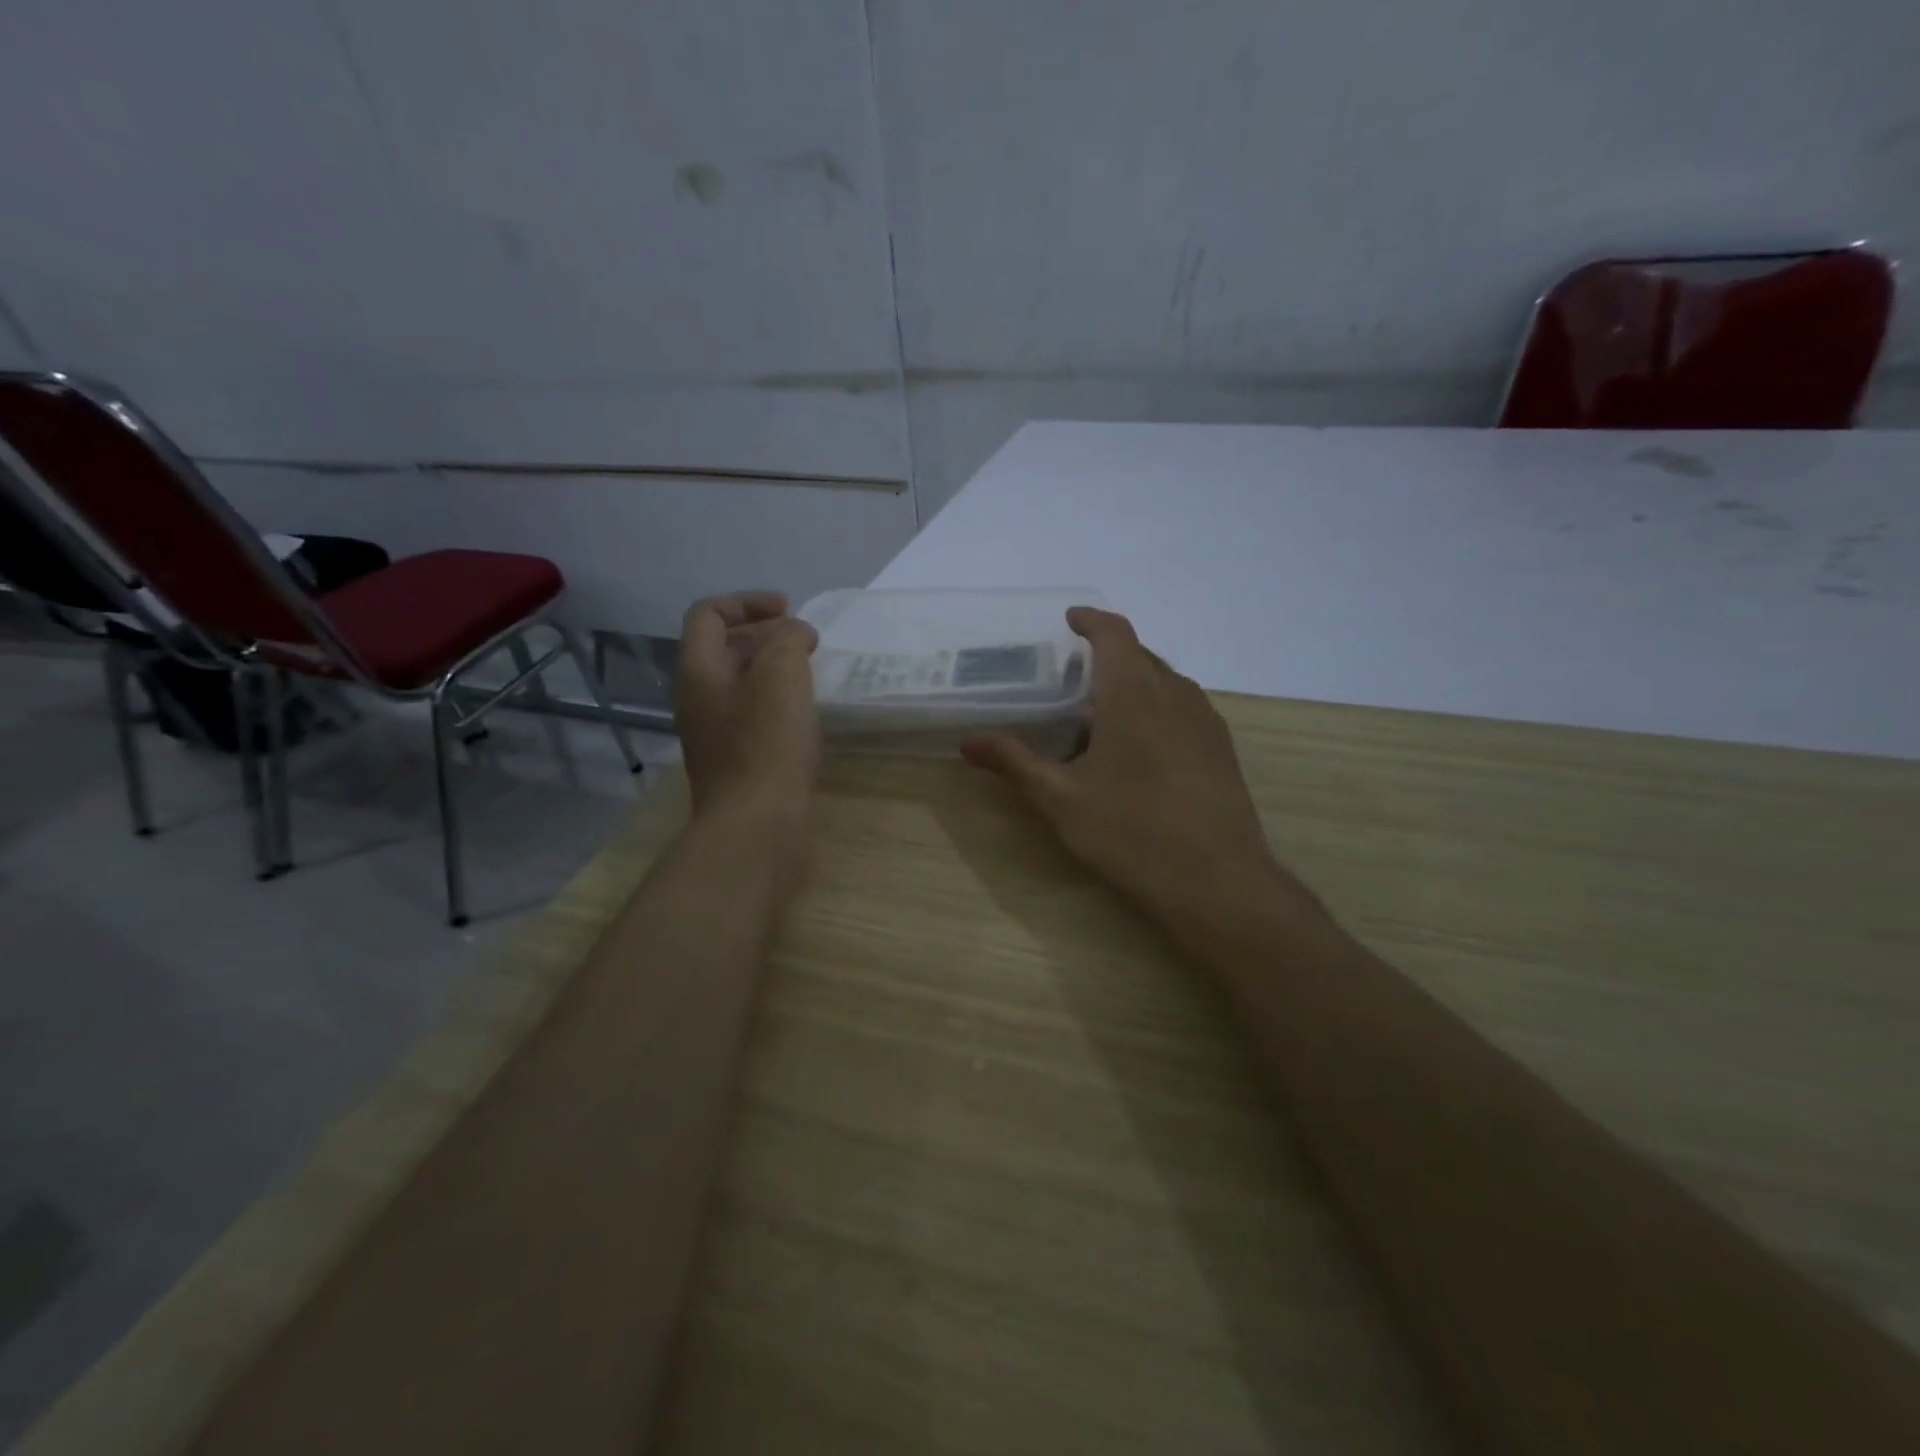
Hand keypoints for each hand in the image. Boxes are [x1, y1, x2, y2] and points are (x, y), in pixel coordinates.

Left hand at [675, 591, 819, 819]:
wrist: (756, 823)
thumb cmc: (766, 742)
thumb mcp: (781, 673)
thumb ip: (788, 639)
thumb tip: (795, 636)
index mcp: (699, 670)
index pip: (709, 614)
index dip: (747, 601)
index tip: (789, 609)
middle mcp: (698, 698)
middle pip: (723, 648)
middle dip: (765, 633)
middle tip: (805, 640)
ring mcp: (714, 733)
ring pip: (741, 683)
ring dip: (773, 668)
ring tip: (810, 671)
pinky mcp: (736, 761)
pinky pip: (752, 714)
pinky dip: (777, 701)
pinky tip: (805, 713)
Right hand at [961, 607, 1316, 929]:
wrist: (1217, 881)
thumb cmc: (1131, 831)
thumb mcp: (1061, 798)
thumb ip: (1015, 762)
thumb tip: (969, 743)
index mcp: (1134, 692)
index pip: (1114, 633)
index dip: (1091, 620)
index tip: (1070, 620)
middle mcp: (1175, 693)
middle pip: (1140, 655)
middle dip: (1108, 657)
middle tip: (1073, 679)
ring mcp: (1206, 720)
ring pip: (1165, 683)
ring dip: (1134, 685)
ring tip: (1103, 717)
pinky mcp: (1222, 749)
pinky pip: (1184, 709)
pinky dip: (1157, 710)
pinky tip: (1141, 751)